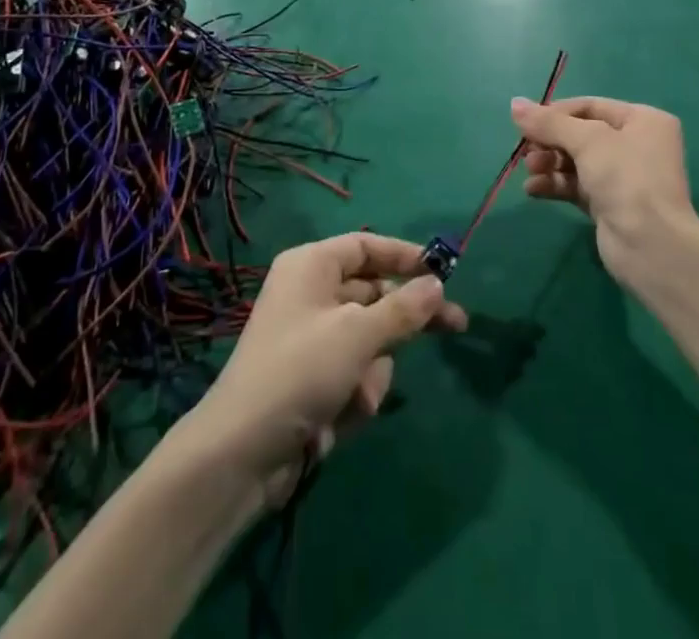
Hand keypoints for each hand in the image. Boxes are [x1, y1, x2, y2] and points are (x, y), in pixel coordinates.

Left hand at [186, 233, 466, 505]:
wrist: (242, 452)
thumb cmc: (300, 371)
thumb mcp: (358, 334)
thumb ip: (403, 308)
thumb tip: (437, 283)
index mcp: (312, 265)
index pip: (366, 246)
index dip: (405, 255)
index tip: (443, 270)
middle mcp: (311, 293)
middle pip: (374, 293)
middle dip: (404, 321)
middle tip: (456, 326)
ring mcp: (312, 336)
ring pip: (369, 338)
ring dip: (374, 369)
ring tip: (359, 394)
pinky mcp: (313, 376)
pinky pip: (354, 370)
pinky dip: (357, 391)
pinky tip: (342, 416)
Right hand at [513, 96, 698, 285]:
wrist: (650, 246)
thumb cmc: (626, 178)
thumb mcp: (587, 140)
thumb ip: (549, 122)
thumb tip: (514, 103)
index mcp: (643, 121)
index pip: (590, 107)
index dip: (556, 113)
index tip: (526, 123)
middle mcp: (635, 145)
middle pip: (580, 134)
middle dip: (550, 141)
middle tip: (526, 151)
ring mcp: (623, 177)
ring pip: (575, 161)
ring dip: (548, 163)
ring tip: (530, 170)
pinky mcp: (609, 204)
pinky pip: (575, 186)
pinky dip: (554, 185)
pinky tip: (533, 190)